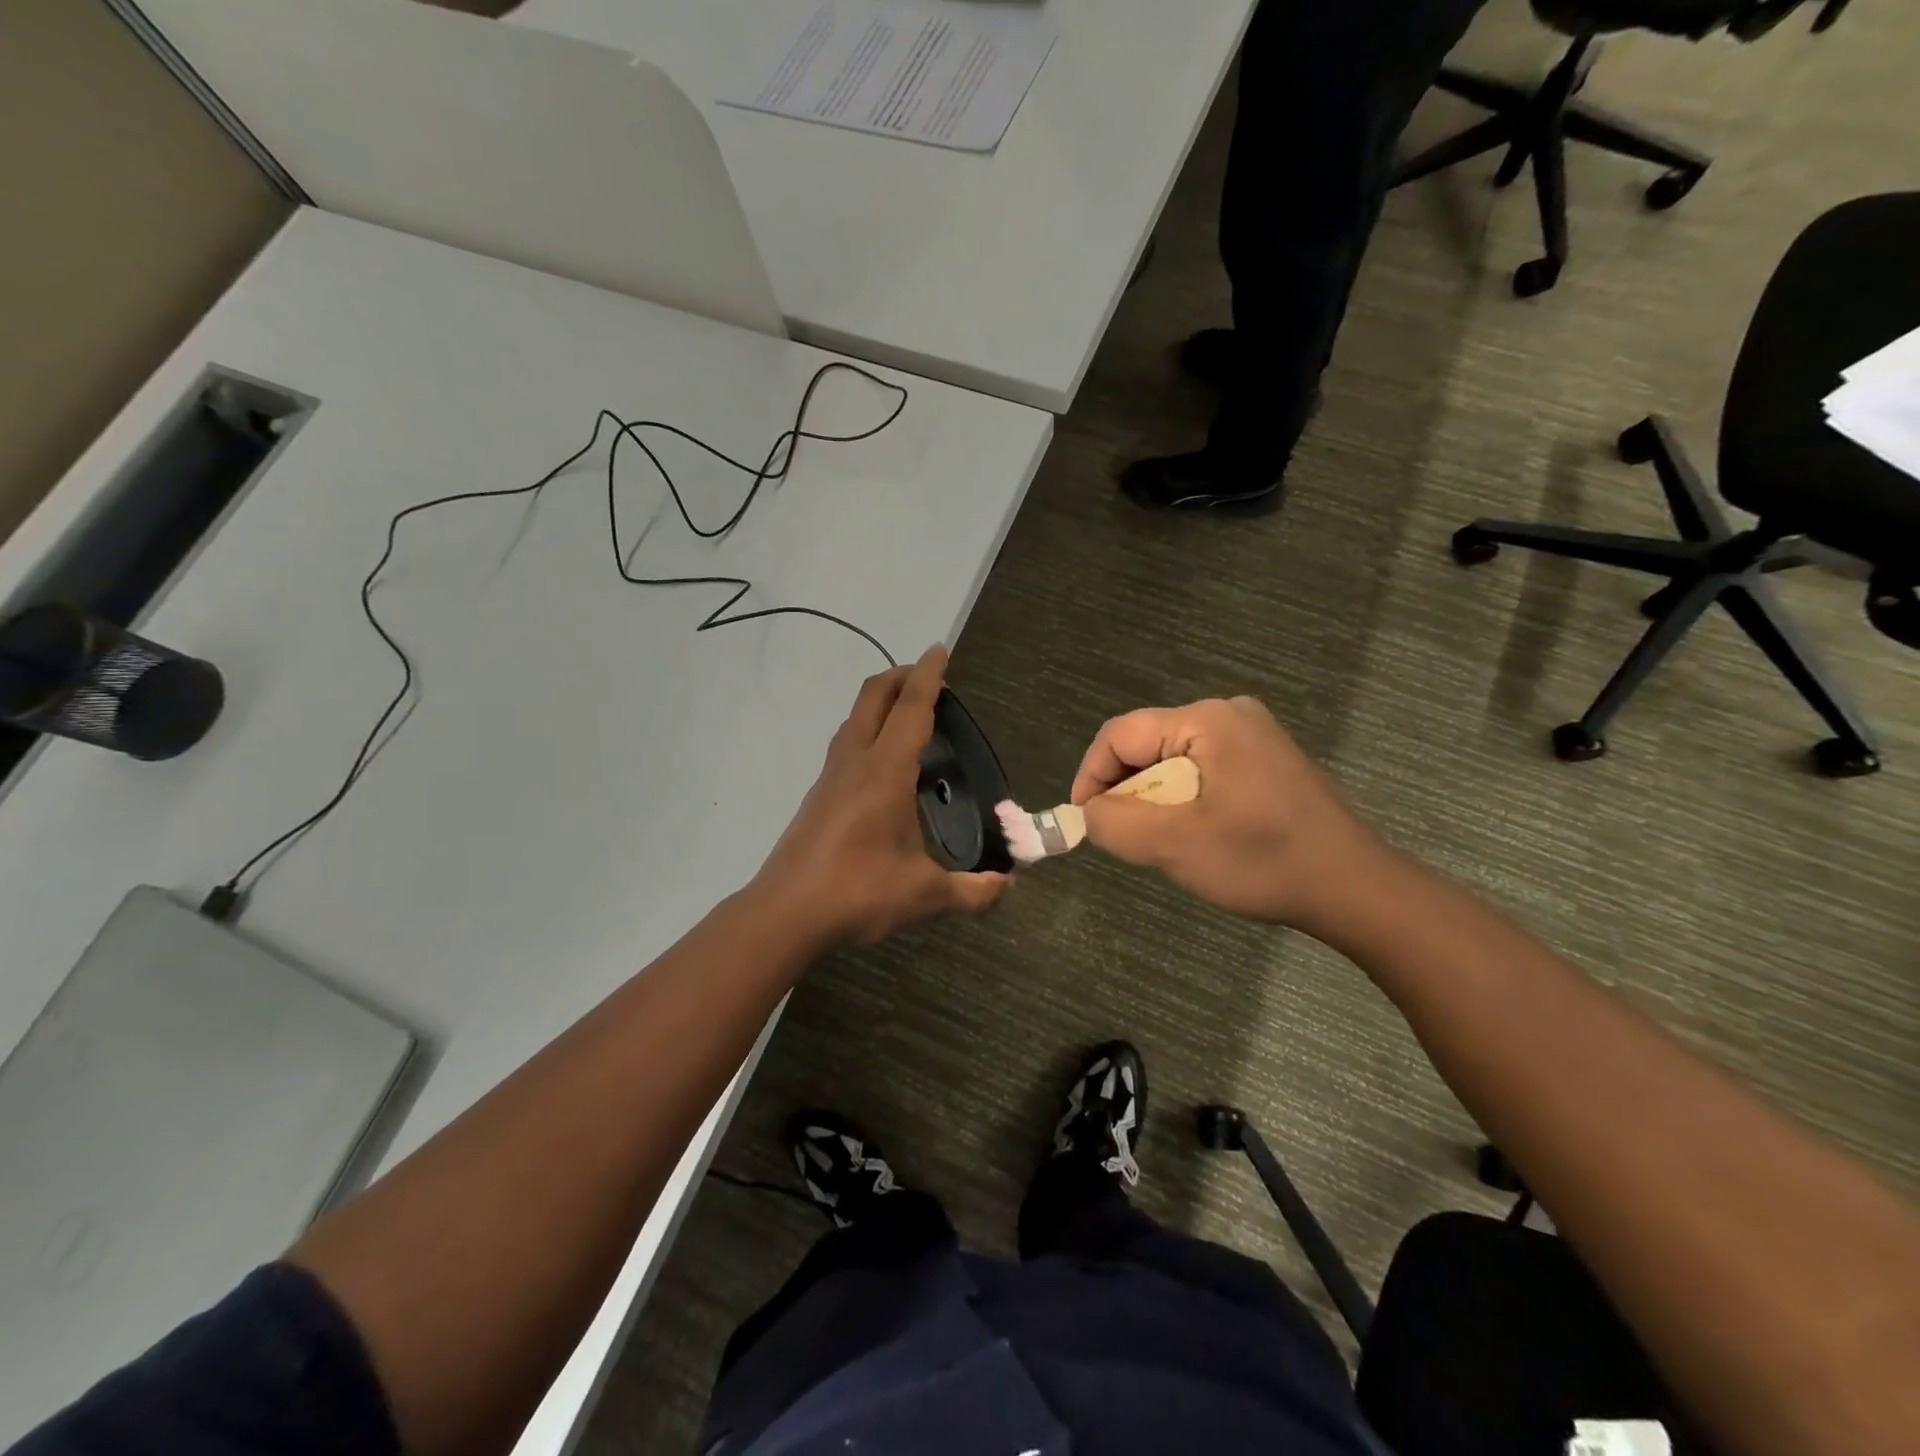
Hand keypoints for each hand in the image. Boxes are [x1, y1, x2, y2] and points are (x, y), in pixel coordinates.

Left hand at [753, 645, 1008, 947]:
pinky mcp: (818, 794)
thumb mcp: (925, 895)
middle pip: (874, 696)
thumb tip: (1007, 886)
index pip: (911, 708)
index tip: (939, 649)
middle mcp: (855, 761)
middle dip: (901, 676)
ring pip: (855, 718)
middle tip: (929, 677)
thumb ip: (973, 891)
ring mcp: (831, 775)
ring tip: (909, 715)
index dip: (928, 676)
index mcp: (886, 771)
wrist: (786, 912)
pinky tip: (884, 764)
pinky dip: (868, 730)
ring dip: (881, 701)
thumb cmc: (858, 892)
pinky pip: (847, 743)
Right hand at [1070, 697, 1389, 936]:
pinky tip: (1200, 834)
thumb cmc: (1263, 860)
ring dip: (1156, 800)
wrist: (1354, 888)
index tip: (1085, 822)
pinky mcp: (1266, 760)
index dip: (1091, 776)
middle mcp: (1229, 714)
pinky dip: (1185, 800)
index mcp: (1206, 720)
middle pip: (1147, 745)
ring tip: (1165, 842)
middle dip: (1127, 792)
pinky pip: (1203, 770)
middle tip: (1129, 838)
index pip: (1120, 735)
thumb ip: (1115, 823)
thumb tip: (1090, 812)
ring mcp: (1253, 735)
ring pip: (1173, 761)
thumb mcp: (1175, 845)